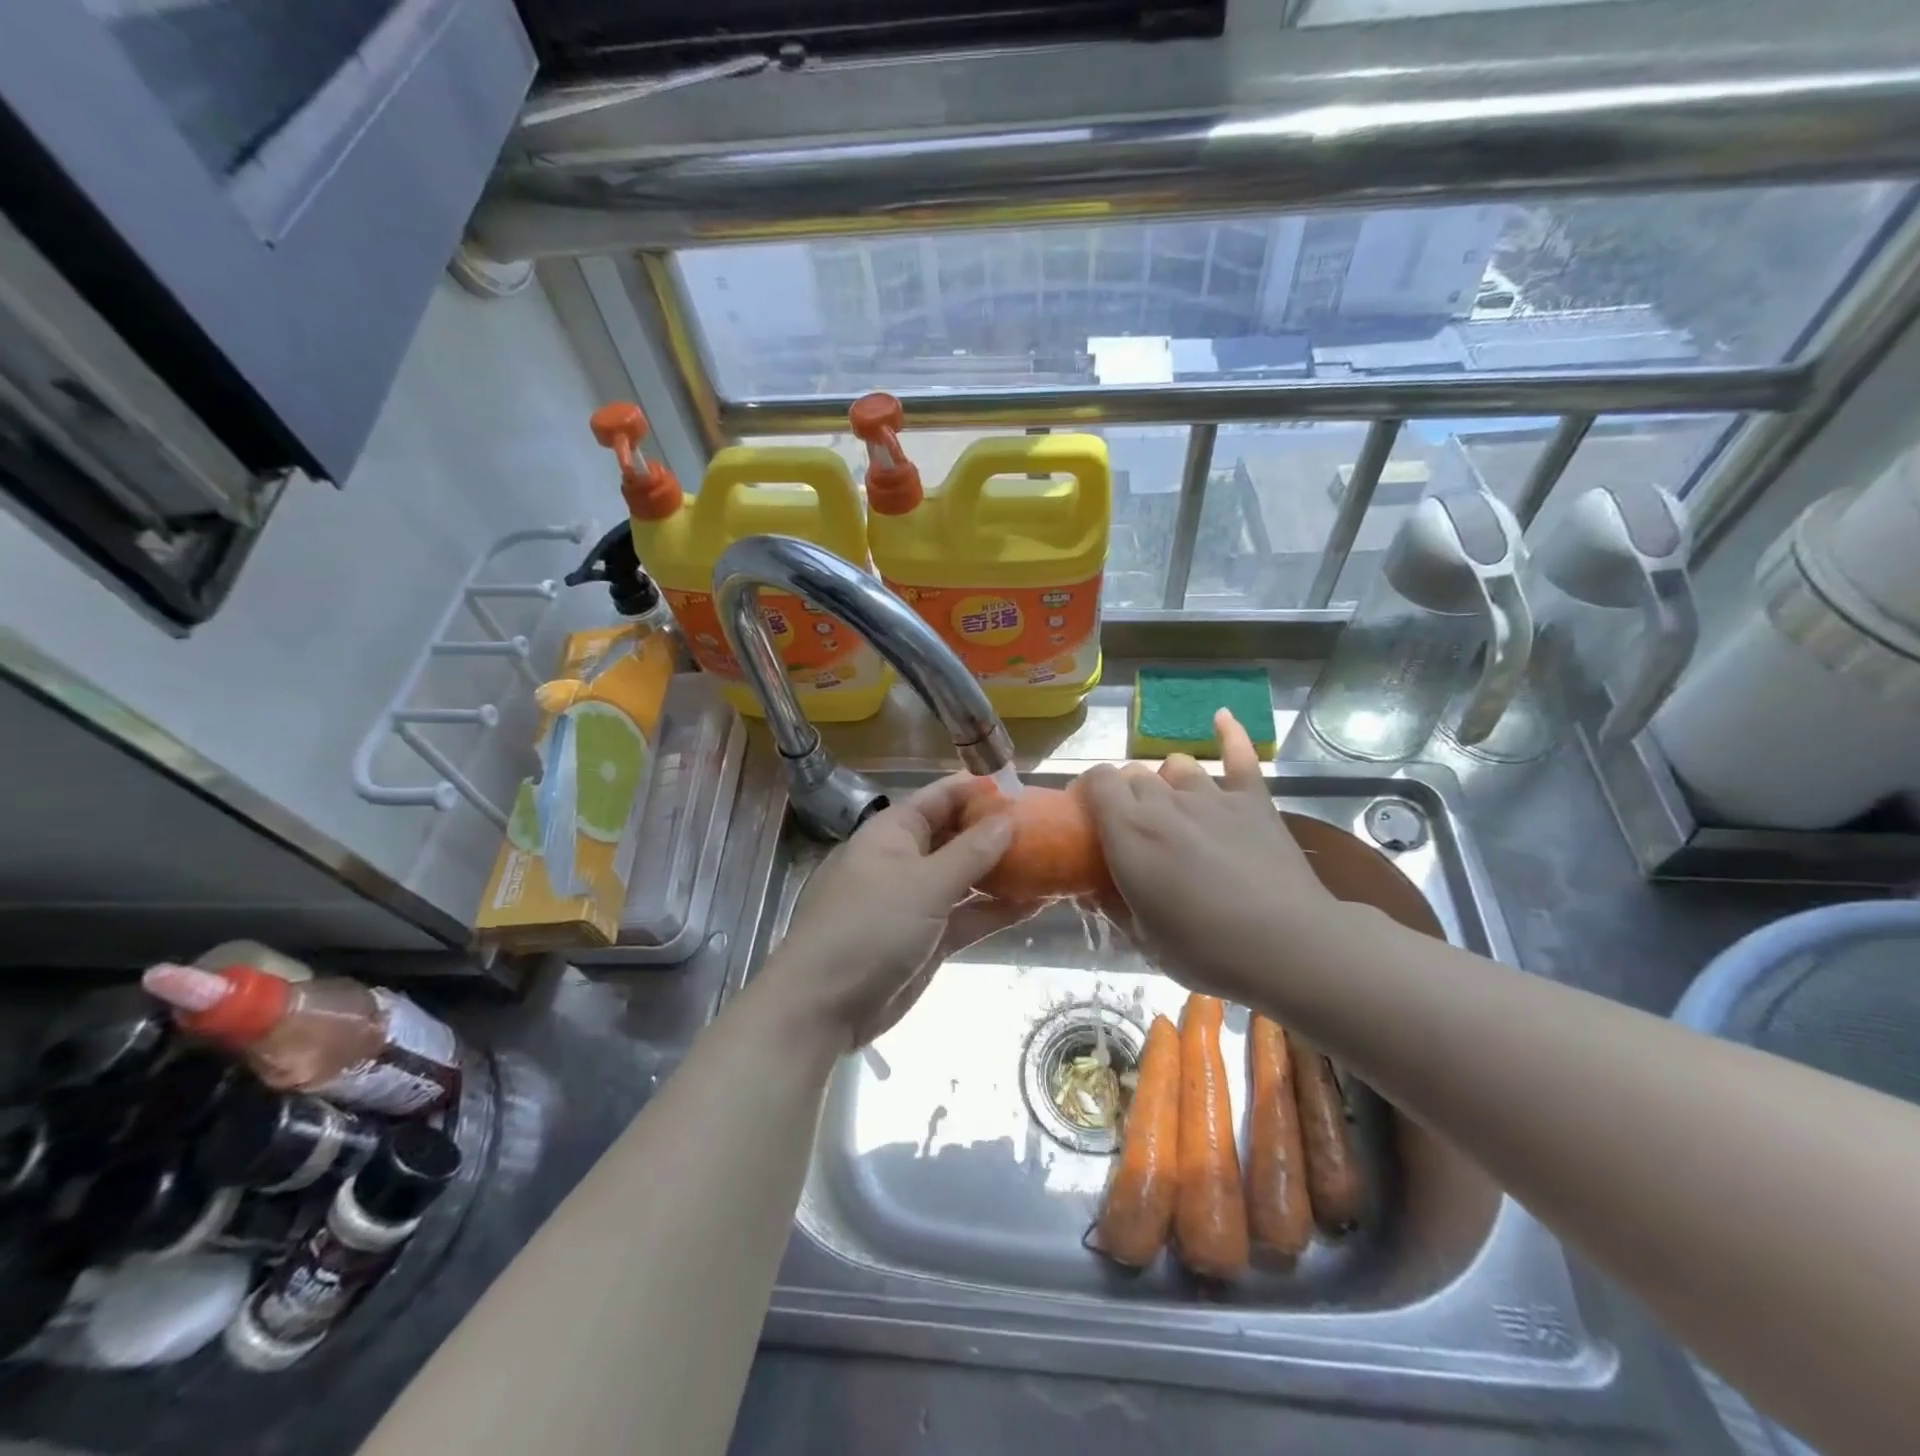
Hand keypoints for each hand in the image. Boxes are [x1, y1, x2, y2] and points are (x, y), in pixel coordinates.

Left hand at [772, 774, 1031, 1047]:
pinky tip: (1038, 903)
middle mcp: (906, 859)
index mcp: (893, 831)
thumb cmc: (870, 928)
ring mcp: (917, 901)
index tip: (1026, 788)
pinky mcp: (928, 938)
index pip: (942, 796)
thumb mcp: (925, 884)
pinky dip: (997, 910)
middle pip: (958, 835)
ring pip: (967, 878)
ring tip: (1053, 863)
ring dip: (1004, 873)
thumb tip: (1009, 818)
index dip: (981, 789)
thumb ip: (971, 852)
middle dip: (998, 832)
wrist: (824, 1006)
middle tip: (1050, 828)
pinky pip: (968, 916)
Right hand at [1081, 710, 1338, 1003]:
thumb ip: (1113, 906)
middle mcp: (1164, 802)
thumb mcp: (1144, 939)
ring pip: (1176, 765)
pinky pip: (1239, 755)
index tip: (1088, 813)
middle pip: (1133, 773)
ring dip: (1166, 780)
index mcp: (1130, 832)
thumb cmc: (1206, 950)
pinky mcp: (1253, 800)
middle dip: (1126, 792)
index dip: (1089, 790)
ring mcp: (1212, 796)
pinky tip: (1221, 717)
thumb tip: (1092, 891)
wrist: (1288, 946)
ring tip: (1173, 804)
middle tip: (1132, 826)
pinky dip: (1229, 733)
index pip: (1097, 781)